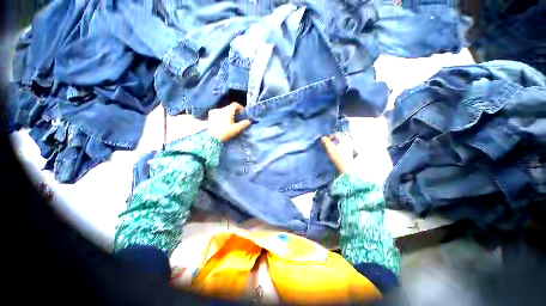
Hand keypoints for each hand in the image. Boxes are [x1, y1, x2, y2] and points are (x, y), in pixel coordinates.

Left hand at [208, 102, 251, 141]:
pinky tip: (222, 121)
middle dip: (234, 111)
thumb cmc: (225, 132)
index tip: (243, 113)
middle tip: (237, 118)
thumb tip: (249, 121)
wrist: (212, 138)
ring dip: (228, 113)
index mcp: (227, 111)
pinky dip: (221, 115)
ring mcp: (214, 112)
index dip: (240, 107)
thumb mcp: (236, 129)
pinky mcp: (210, 116)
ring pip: (223, 110)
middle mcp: (220, 109)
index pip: (235, 104)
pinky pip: (218, 113)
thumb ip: (244, 124)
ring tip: (230, 121)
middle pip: (229, 107)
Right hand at [321, 133, 355, 173]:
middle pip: (340, 138)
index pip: (337, 134)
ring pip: (342, 142)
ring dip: (336, 144)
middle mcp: (349, 141)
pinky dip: (339, 147)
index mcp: (345, 139)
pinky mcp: (350, 152)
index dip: (331, 137)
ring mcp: (350, 147)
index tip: (326, 142)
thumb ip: (326, 142)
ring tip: (332, 149)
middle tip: (329, 145)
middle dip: (334, 140)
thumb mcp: (330, 149)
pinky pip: (344, 146)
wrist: (347, 167)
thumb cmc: (338, 157)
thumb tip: (323, 137)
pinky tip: (336, 152)